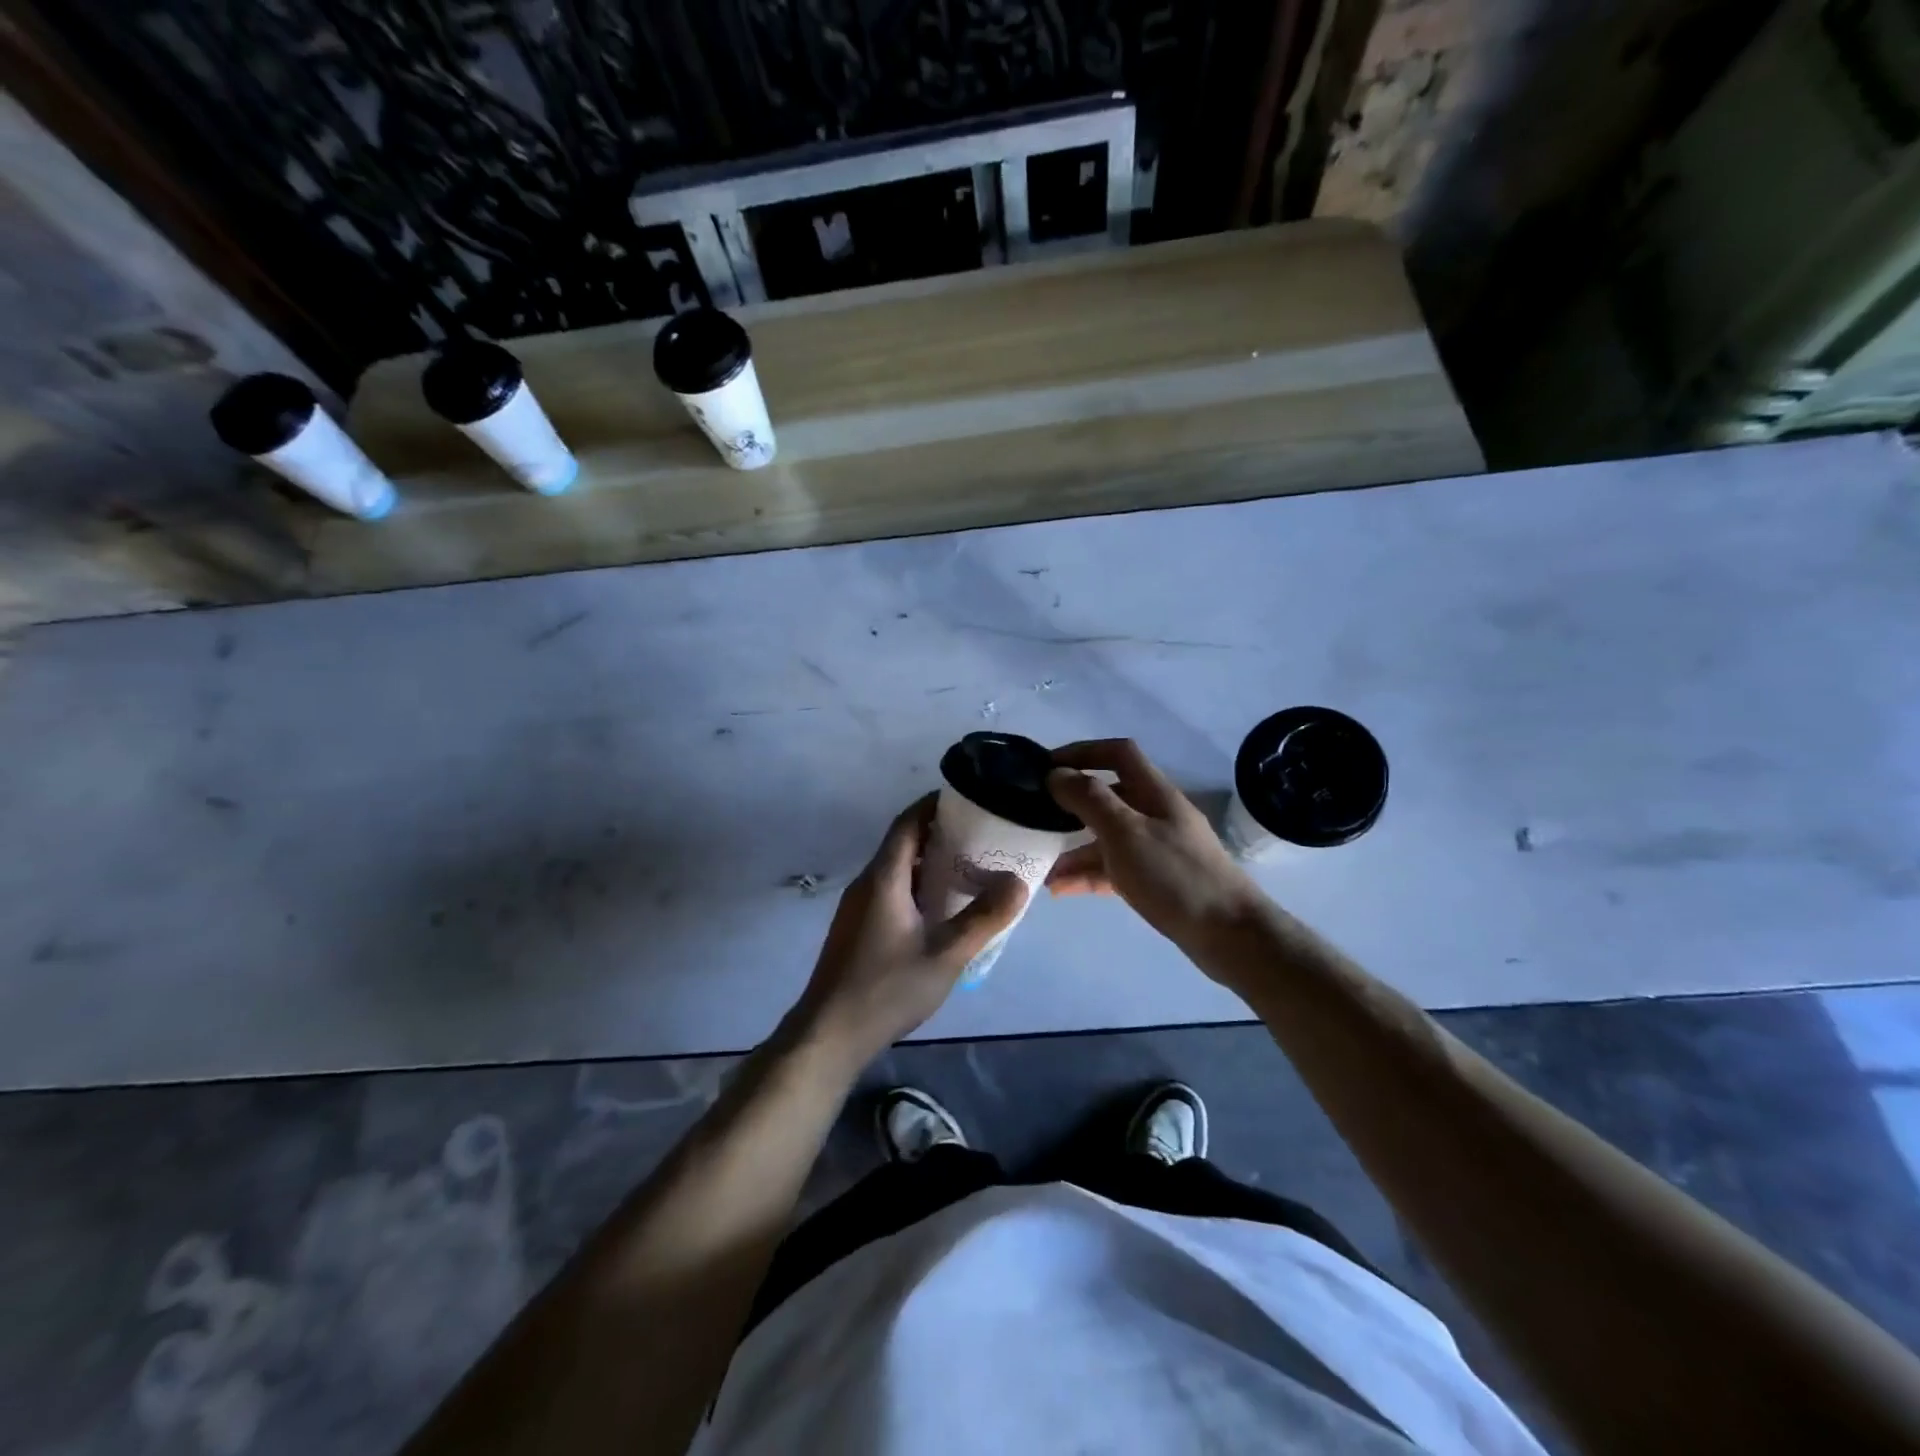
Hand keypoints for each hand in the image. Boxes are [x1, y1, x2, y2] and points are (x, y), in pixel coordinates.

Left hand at [792, 795, 1028, 1064]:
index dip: (934, 805)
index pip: (908, 822)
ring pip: (896, 869)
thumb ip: (983, 917)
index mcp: (884, 878)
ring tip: (968, 868)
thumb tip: (1018, 882)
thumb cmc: (887, 988)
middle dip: (939, 833)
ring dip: (928, 862)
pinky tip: (941, 909)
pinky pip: (890, 891)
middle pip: (902, 843)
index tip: (967, 799)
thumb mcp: (946, 954)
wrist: (830, 1034)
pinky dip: (917, 885)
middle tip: (980, 836)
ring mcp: (858, 906)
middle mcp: (867, 883)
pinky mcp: (857, 928)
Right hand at [1046, 739, 1266, 957]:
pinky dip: (1089, 875)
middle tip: (1037, 817)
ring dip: (1075, 849)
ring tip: (1042, 867)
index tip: (1047, 767)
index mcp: (1155, 793)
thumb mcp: (1125, 832)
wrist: (1229, 935)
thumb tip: (1056, 774)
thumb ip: (1089, 799)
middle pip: (1109, 797)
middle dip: (1072, 806)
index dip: (1083, 752)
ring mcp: (1158, 849)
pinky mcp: (1158, 880)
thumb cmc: (1175, 876)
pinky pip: (1115, 869)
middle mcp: (1157, 814)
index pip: (1118, 754)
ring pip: (1108, 838)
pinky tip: (1061, 889)